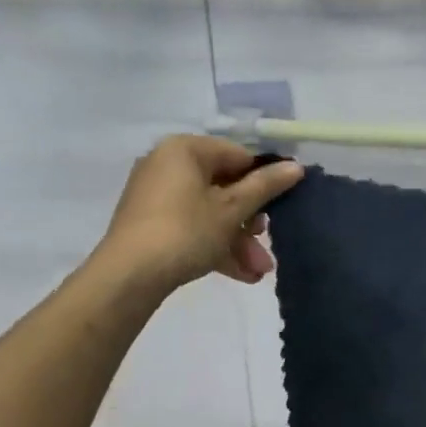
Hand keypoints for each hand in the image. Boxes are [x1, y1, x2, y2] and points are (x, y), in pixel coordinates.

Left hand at [95, 135, 304, 290]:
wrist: (129, 276)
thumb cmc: (186, 231)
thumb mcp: (233, 209)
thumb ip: (266, 186)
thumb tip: (296, 167)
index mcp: (185, 150)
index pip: (237, 156)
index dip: (264, 181)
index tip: (281, 207)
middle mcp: (167, 166)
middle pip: (224, 188)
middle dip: (251, 223)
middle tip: (267, 244)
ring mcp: (157, 197)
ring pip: (210, 214)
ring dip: (239, 242)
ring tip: (259, 271)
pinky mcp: (151, 224)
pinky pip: (193, 228)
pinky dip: (216, 247)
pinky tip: (241, 274)